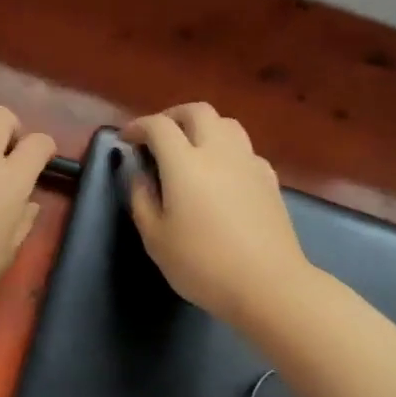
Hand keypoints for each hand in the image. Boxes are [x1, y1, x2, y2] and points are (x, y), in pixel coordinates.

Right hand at [124, 103, 309, 327]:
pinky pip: (244, 148)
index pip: (158, 126)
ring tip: (189, 149)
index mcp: (185, 163)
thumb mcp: (155, 238)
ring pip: (226, 123)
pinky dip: (225, 148)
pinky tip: (220, 174)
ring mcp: (248, 162)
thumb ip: (142, 199)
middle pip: (197, 111)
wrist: (268, 285)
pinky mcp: (269, 178)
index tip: (126, 139)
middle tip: (157, 137)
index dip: (138, 126)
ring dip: (203, 127)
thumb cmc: (202, 264)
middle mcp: (218, 152)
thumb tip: (140, 174)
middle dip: (172, 116)